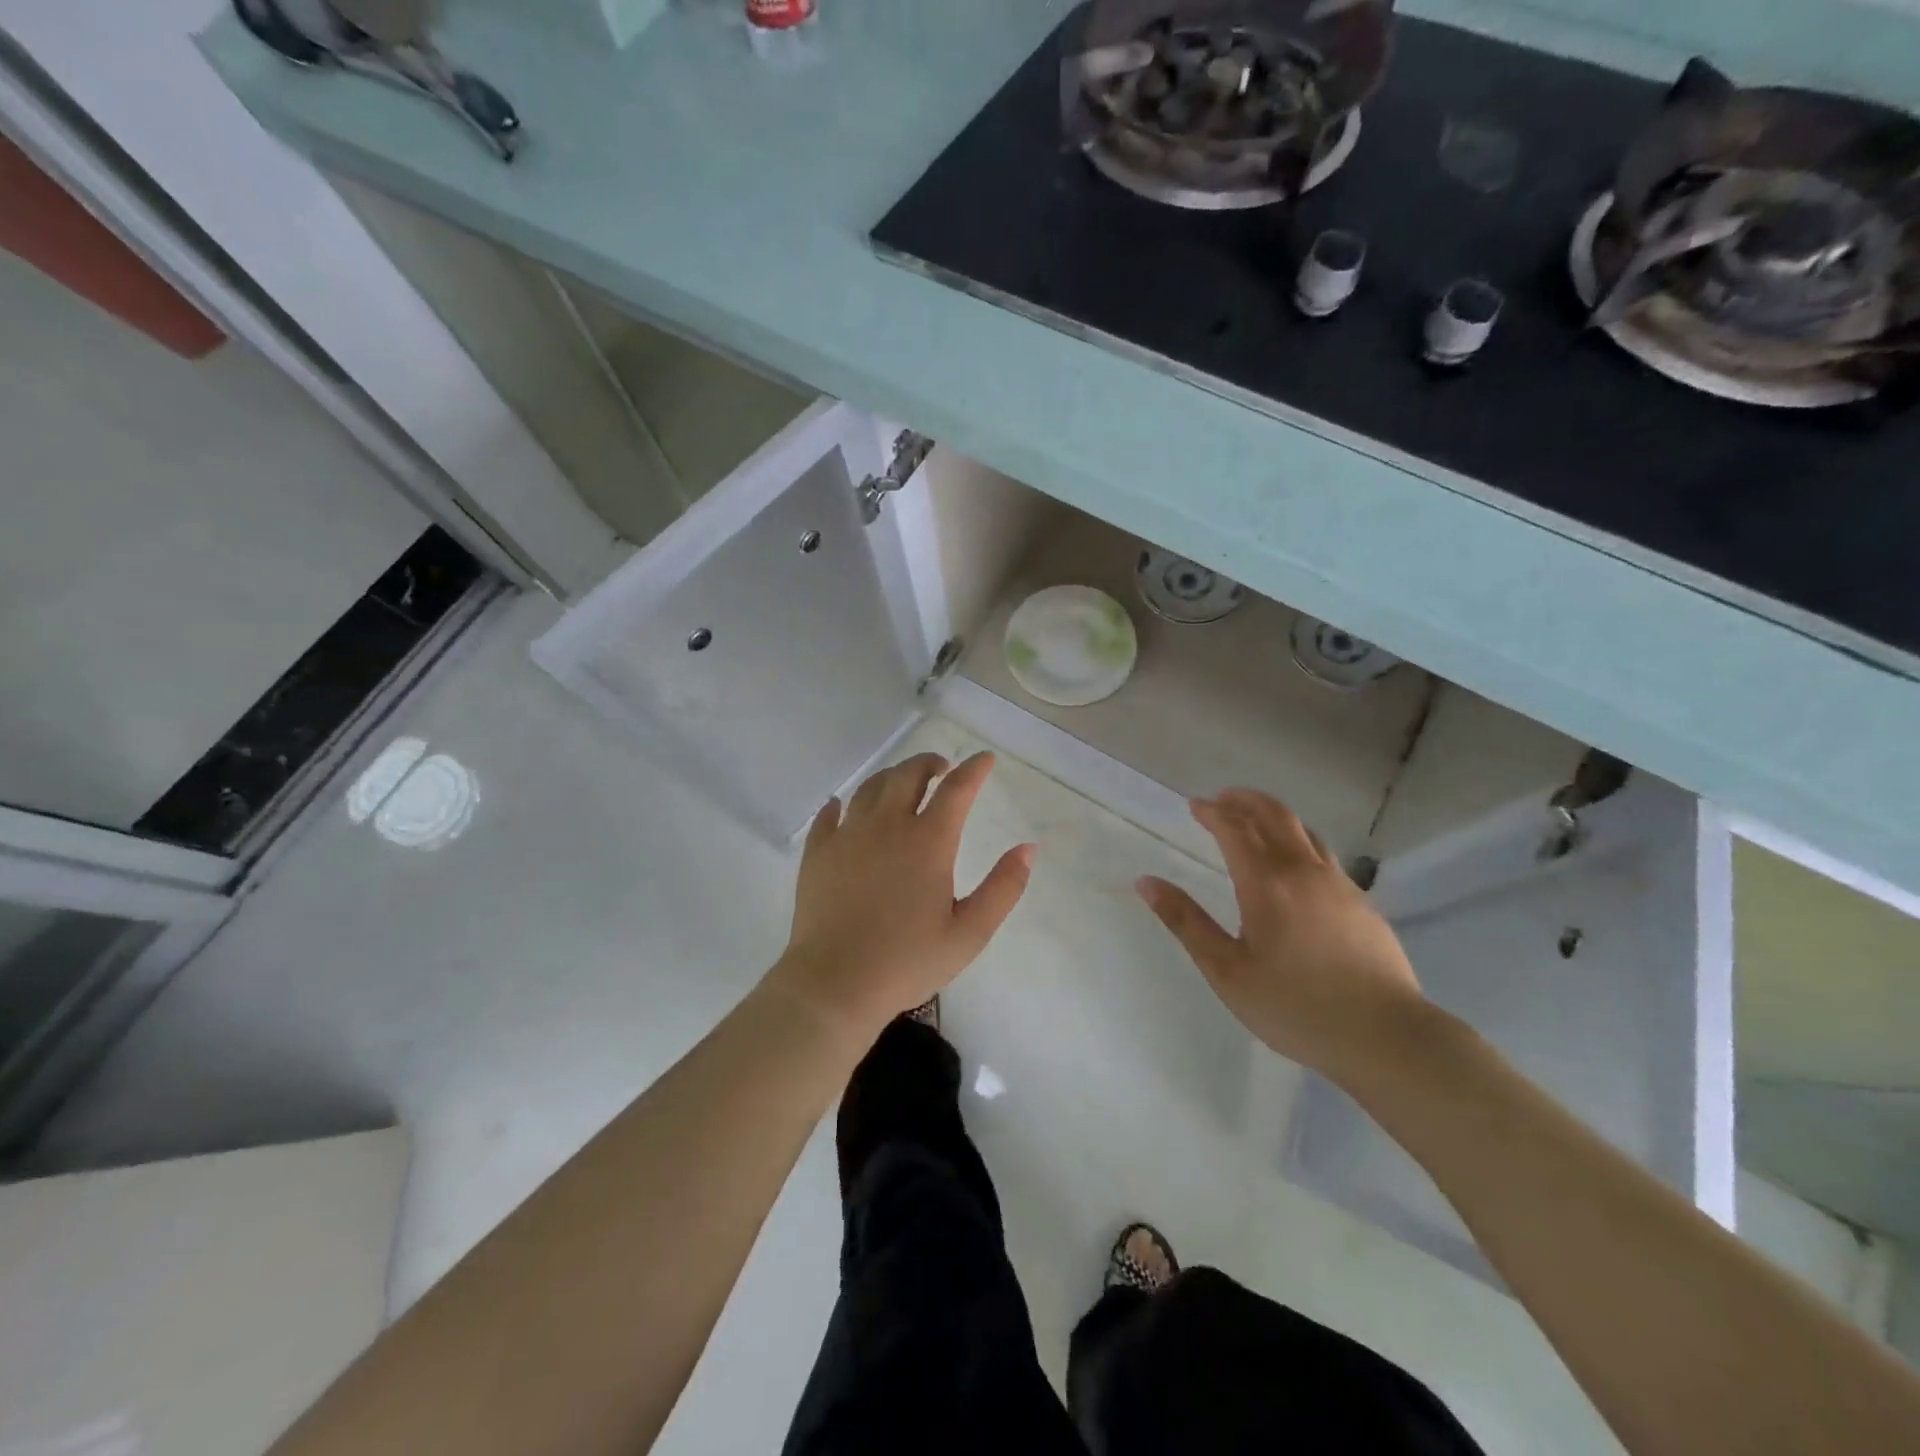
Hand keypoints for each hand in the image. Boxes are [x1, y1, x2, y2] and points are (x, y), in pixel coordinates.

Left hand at [770, 752, 1034, 1039]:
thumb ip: (1003, 888)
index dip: (974, 769)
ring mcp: (848, 836)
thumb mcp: (969, 933)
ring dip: (891, 777)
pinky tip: (843, 807)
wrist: (835, 983)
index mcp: (928, 842)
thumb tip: (1027, 849)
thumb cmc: (908, 961)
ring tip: (902, 783)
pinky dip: (841, 804)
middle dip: (929, 763)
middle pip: (908, 775)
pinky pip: (829, 814)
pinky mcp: (818, 853)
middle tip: (941, 768)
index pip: (957, 790)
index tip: (985, 758)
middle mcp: (887, 826)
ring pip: (870, 788)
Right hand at [1137, 789, 1427, 1083]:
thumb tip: (1146, 882)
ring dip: (1274, 816)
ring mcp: (1339, 884)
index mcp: (1266, 883)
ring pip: (1304, 831)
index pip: (1234, 829)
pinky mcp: (1362, 902)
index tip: (1194, 806)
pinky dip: (1299, 841)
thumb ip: (1186, 922)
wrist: (1386, 1036)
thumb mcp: (1226, 971)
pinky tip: (1295, 865)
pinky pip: (1324, 854)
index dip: (1212, 812)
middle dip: (1245, 801)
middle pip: (1274, 816)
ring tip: (1255, 820)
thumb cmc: (1295, 1007)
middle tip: (1223, 798)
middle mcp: (1303, 871)